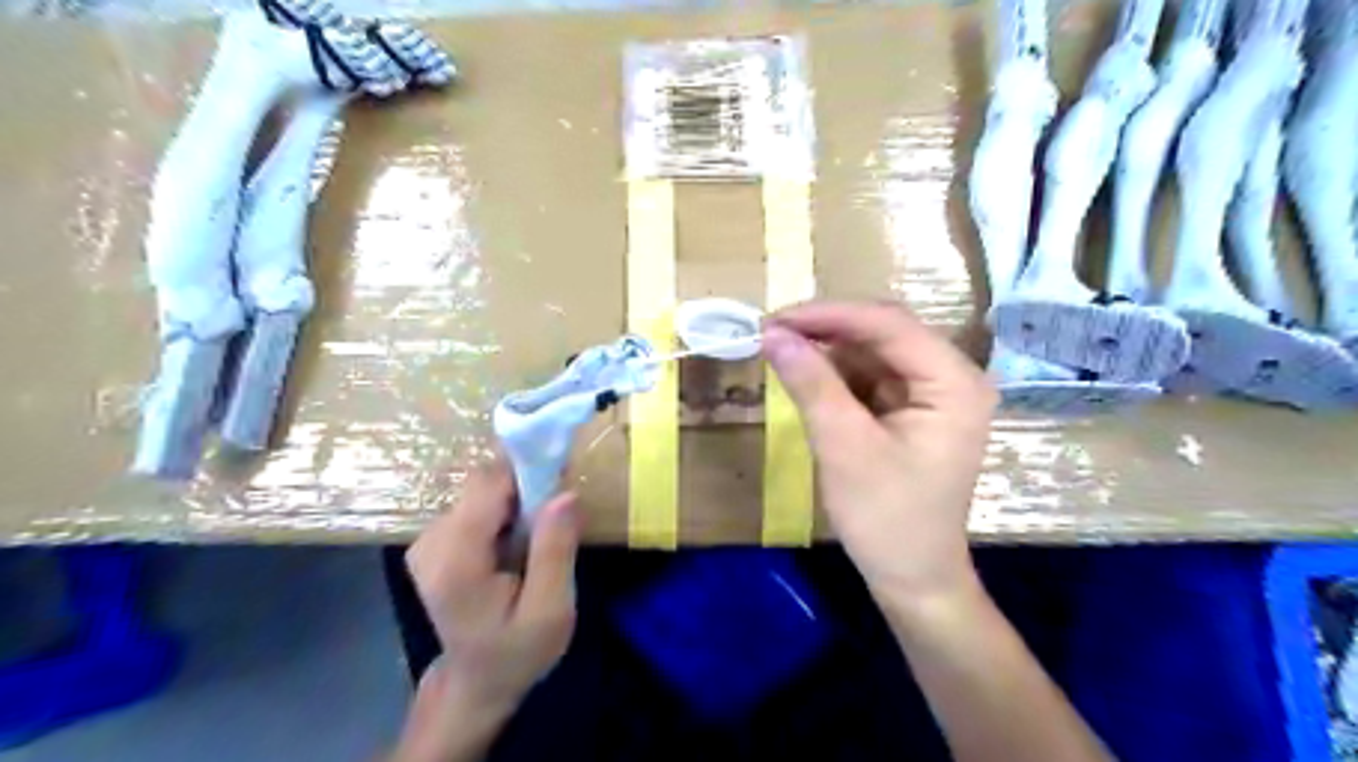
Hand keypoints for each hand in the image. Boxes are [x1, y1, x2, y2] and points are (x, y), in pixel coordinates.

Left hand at [397, 460, 581, 759]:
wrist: (477, 680)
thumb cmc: (517, 650)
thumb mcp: (551, 610)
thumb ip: (555, 551)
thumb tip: (565, 492)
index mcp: (456, 561)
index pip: (488, 485)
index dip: (528, 473)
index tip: (562, 480)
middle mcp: (431, 542)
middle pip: (483, 482)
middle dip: (525, 488)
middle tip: (555, 517)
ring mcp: (427, 539)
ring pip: (481, 488)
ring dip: (516, 500)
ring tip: (537, 534)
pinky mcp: (433, 539)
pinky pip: (475, 502)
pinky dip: (503, 509)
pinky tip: (516, 540)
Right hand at [763, 304, 992, 605]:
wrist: (912, 578)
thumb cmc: (886, 518)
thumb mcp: (844, 446)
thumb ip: (810, 383)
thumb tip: (771, 333)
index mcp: (953, 382)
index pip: (888, 324)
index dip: (828, 315)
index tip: (774, 319)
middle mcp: (951, 376)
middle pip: (883, 332)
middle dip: (826, 330)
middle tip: (771, 333)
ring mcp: (933, 392)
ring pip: (873, 351)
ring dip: (827, 350)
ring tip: (780, 352)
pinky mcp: (913, 409)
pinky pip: (871, 376)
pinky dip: (835, 374)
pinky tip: (805, 377)